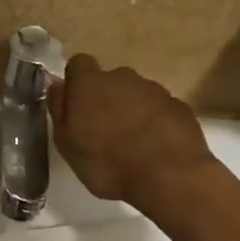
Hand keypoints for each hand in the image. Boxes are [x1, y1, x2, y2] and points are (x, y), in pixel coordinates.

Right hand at [49, 54, 216, 207]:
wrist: (169, 177)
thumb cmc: (107, 163)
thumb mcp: (67, 143)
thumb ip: (60, 110)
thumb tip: (59, 86)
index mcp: (90, 84)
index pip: (78, 63)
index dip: (75, 81)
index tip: (75, 104)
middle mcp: (123, 78)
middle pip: (109, 80)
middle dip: (104, 98)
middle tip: (101, 130)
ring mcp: (155, 90)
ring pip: (135, 94)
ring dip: (130, 111)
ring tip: (129, 143)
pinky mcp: (180, 106)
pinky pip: (159, 109)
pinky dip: (153, 122)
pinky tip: (153, 148)